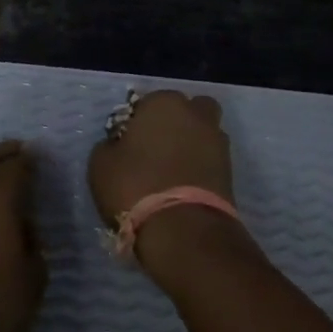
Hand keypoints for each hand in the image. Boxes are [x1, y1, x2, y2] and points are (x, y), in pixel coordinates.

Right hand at [87, 90, 234, 225]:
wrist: (184, 229)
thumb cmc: (135, 186)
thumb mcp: (101, 163)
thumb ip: (109, 144)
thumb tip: (118, 144)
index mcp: (163, 102)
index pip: (147, 102)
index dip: (136, 122)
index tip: (128, 143)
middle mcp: (195, 113)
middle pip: (185, 111)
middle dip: (174, 124)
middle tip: (154, 149)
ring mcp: (218, 141)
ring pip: (201, 133)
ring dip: (190, 144)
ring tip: (170, 171)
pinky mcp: (231, 170)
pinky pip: (210, 159)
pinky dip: (199, 167)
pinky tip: (183, 185)